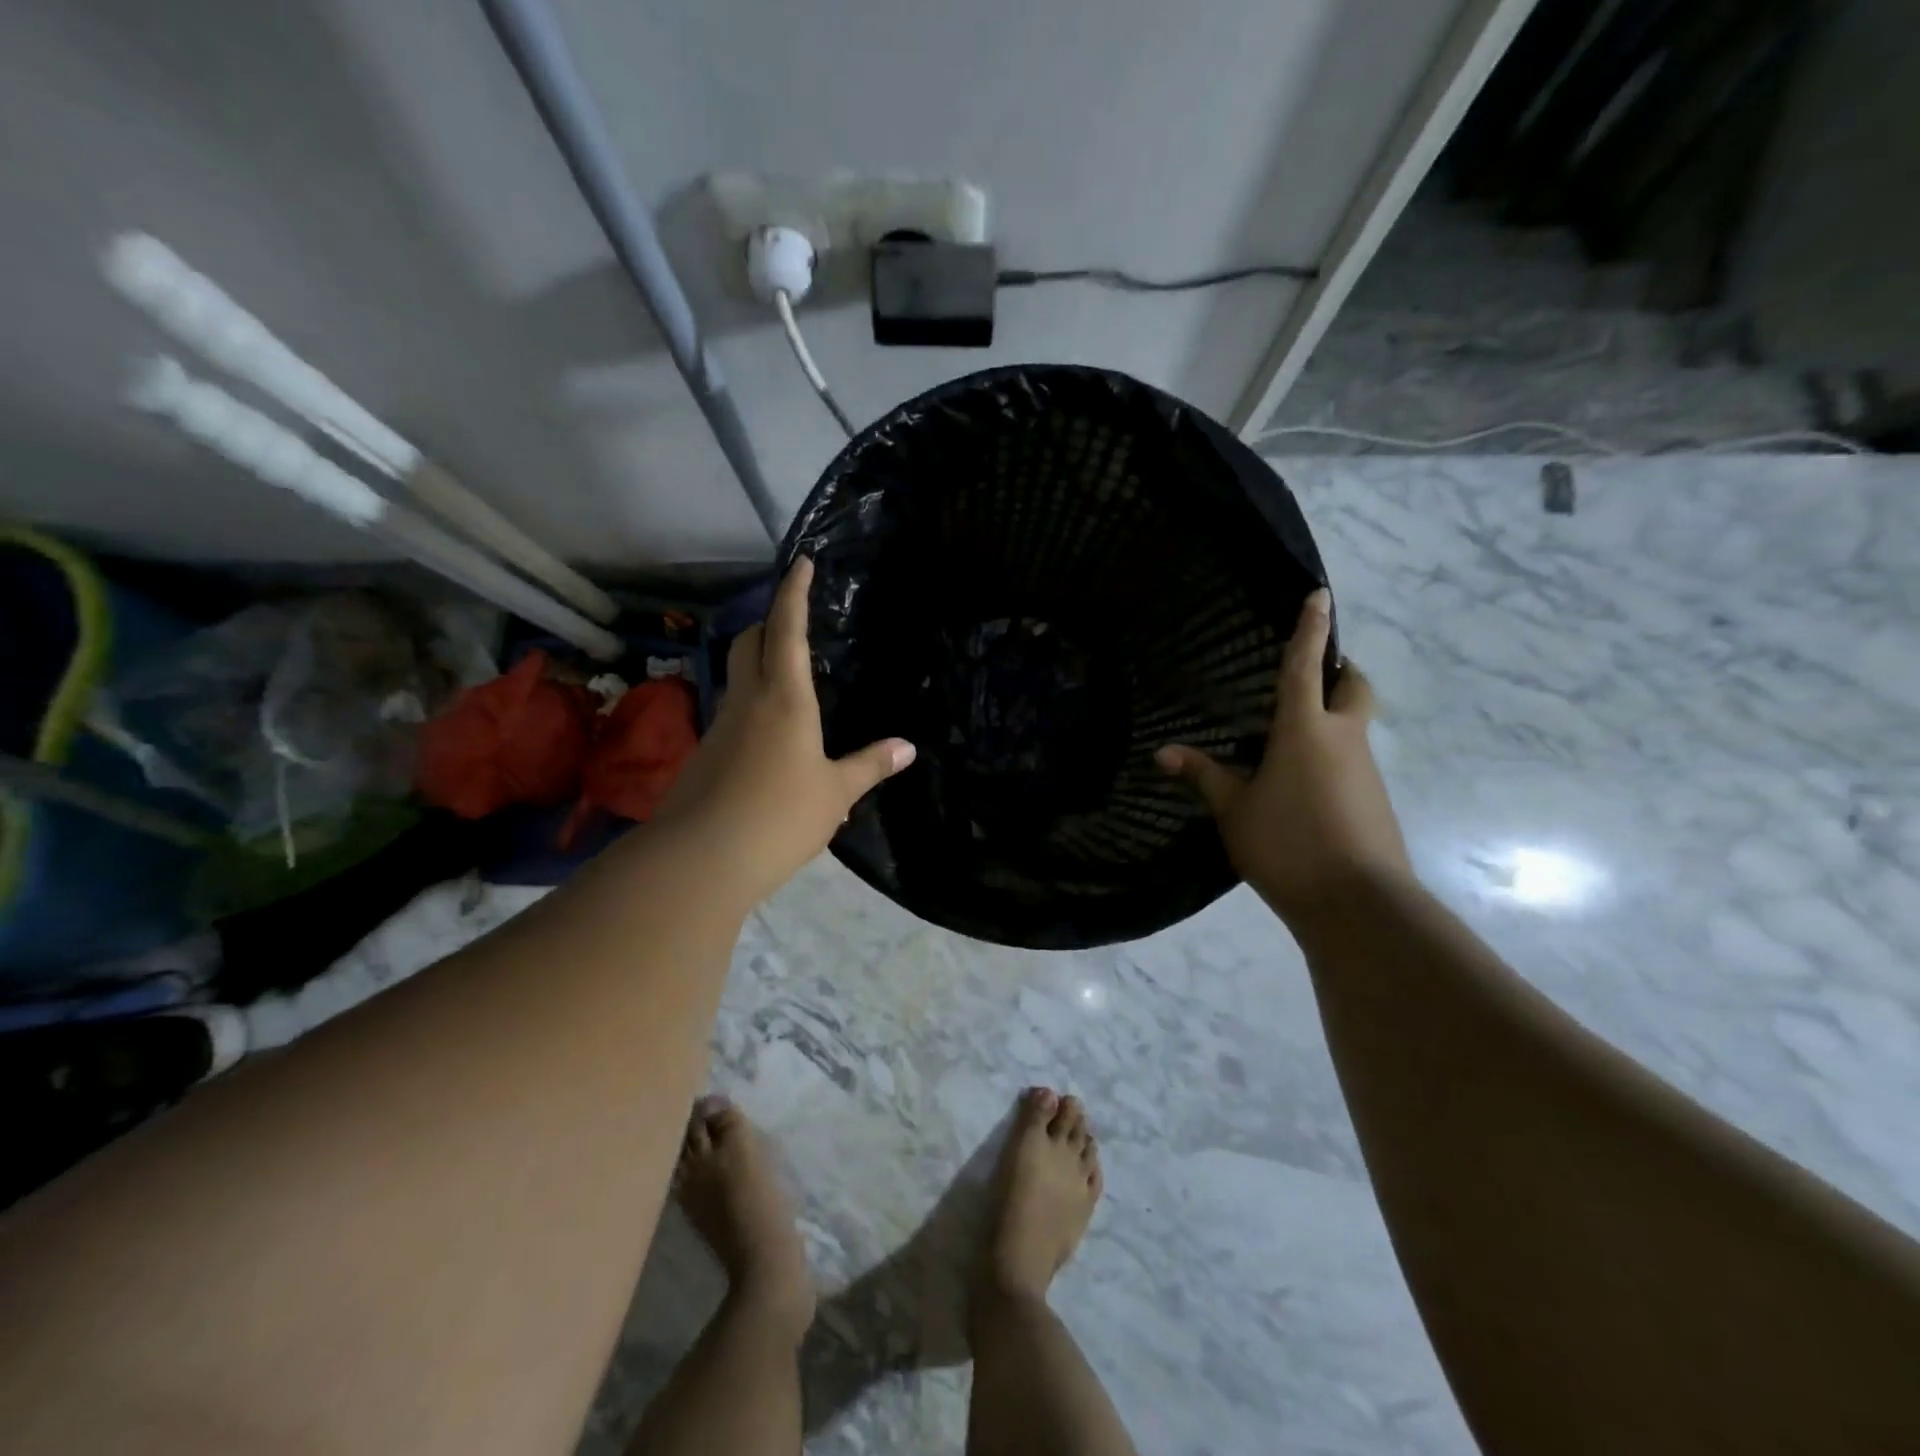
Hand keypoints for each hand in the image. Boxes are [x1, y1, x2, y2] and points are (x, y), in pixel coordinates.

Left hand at [654, 557, 914, 907]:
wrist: (700, 859)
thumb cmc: (780, 815)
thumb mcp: (836, 792)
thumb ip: (870, 766)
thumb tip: (907, 748)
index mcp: (784, 698)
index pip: (787, 630)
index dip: (794, 593)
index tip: (801, 562)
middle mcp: (747, 701)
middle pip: (750, 642)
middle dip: (769, 622)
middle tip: (795, 622)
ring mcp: (721, 726)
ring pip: (738, 677)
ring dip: (760, 665)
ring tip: (792, 683)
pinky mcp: (707, 754)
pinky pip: (735, 714)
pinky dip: (755, 707)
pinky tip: (775, 739)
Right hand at [1155, 589, 1410, 924]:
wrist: (1357, 902)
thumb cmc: (1287, 843)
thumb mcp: (1234, 810)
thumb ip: (1203, 776)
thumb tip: (1162, 752)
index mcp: (1306, 730)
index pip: (1306, 666)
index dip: (1312, 628)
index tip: (1321, 595)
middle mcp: (1344, 739)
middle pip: (1354, 688)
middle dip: (1340, 670)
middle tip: (1314, 671)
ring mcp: (1365, 770)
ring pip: (1355, 725)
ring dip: (1334, 716)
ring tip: (1293, 735)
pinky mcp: (1374, 800)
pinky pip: (1353, 760)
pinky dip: (1334, 754)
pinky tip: (1304, 782)